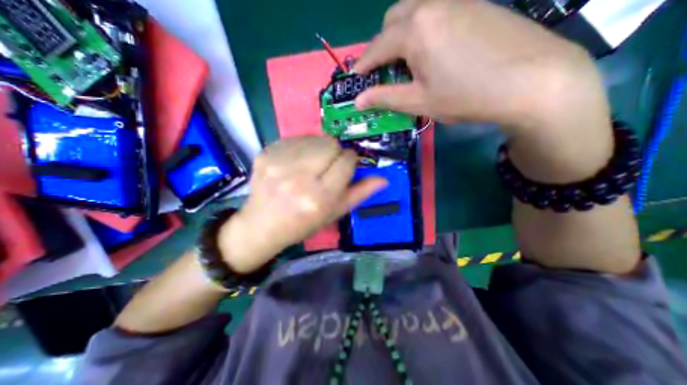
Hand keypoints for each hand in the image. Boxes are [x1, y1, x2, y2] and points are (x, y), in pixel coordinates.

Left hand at [216, 137, 385, 271]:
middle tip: (328, 166)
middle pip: (331, 144)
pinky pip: (294, 139)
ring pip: (314, 138)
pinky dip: (301, 147)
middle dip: (335, 152)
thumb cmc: (303, 224)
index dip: (350, 161)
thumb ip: (359, 194)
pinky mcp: (265, 155)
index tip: (346, 166)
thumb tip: (383, 179)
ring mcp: (279, 164)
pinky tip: (295, 163)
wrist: (262, 226)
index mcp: (319, 197)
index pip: (346, 161)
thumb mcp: (334, 213)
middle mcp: (299, 178)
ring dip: (319, 148)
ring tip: (311, 165)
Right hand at [355, 0, 604, 134]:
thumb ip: (385, 97)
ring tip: (409, 61)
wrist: (533, 81)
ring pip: (415, 9)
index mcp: (415, 30)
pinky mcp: (476, 3)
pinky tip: (435, 50)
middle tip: (386, 70)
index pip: (378, 46)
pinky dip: (424, 28)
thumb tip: (358, 101)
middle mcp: (433, 4)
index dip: (364, 64)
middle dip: (383, 44)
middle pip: (394, 18)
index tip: (356, 78)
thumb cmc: (466, 96)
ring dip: (402, 33)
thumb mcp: (419, 101)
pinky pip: (438, 9)